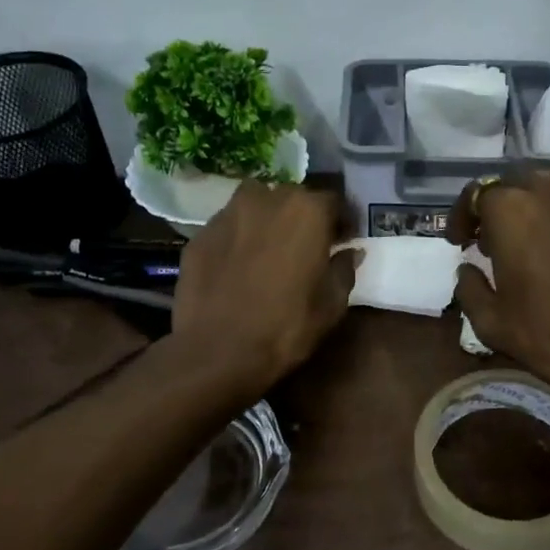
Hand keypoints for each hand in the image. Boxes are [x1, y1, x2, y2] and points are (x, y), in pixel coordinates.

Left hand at [172, 181, 358, 396]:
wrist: (217, 351)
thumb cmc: (286, 326)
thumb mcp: (332, 304)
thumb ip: (344, 269)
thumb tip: (350, 252)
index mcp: (307, 211)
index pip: (334, 201)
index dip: (342, 221)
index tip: (344, 240)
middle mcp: (267, 199)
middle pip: (293, 198)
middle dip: (304, 217)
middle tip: (308, 245)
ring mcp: (227, 214)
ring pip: (255, 204)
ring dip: (268, 219)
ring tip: (271, 248)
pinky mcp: (200, 234)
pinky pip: (229, 227)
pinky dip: (239, 238)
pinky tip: (239, 265)